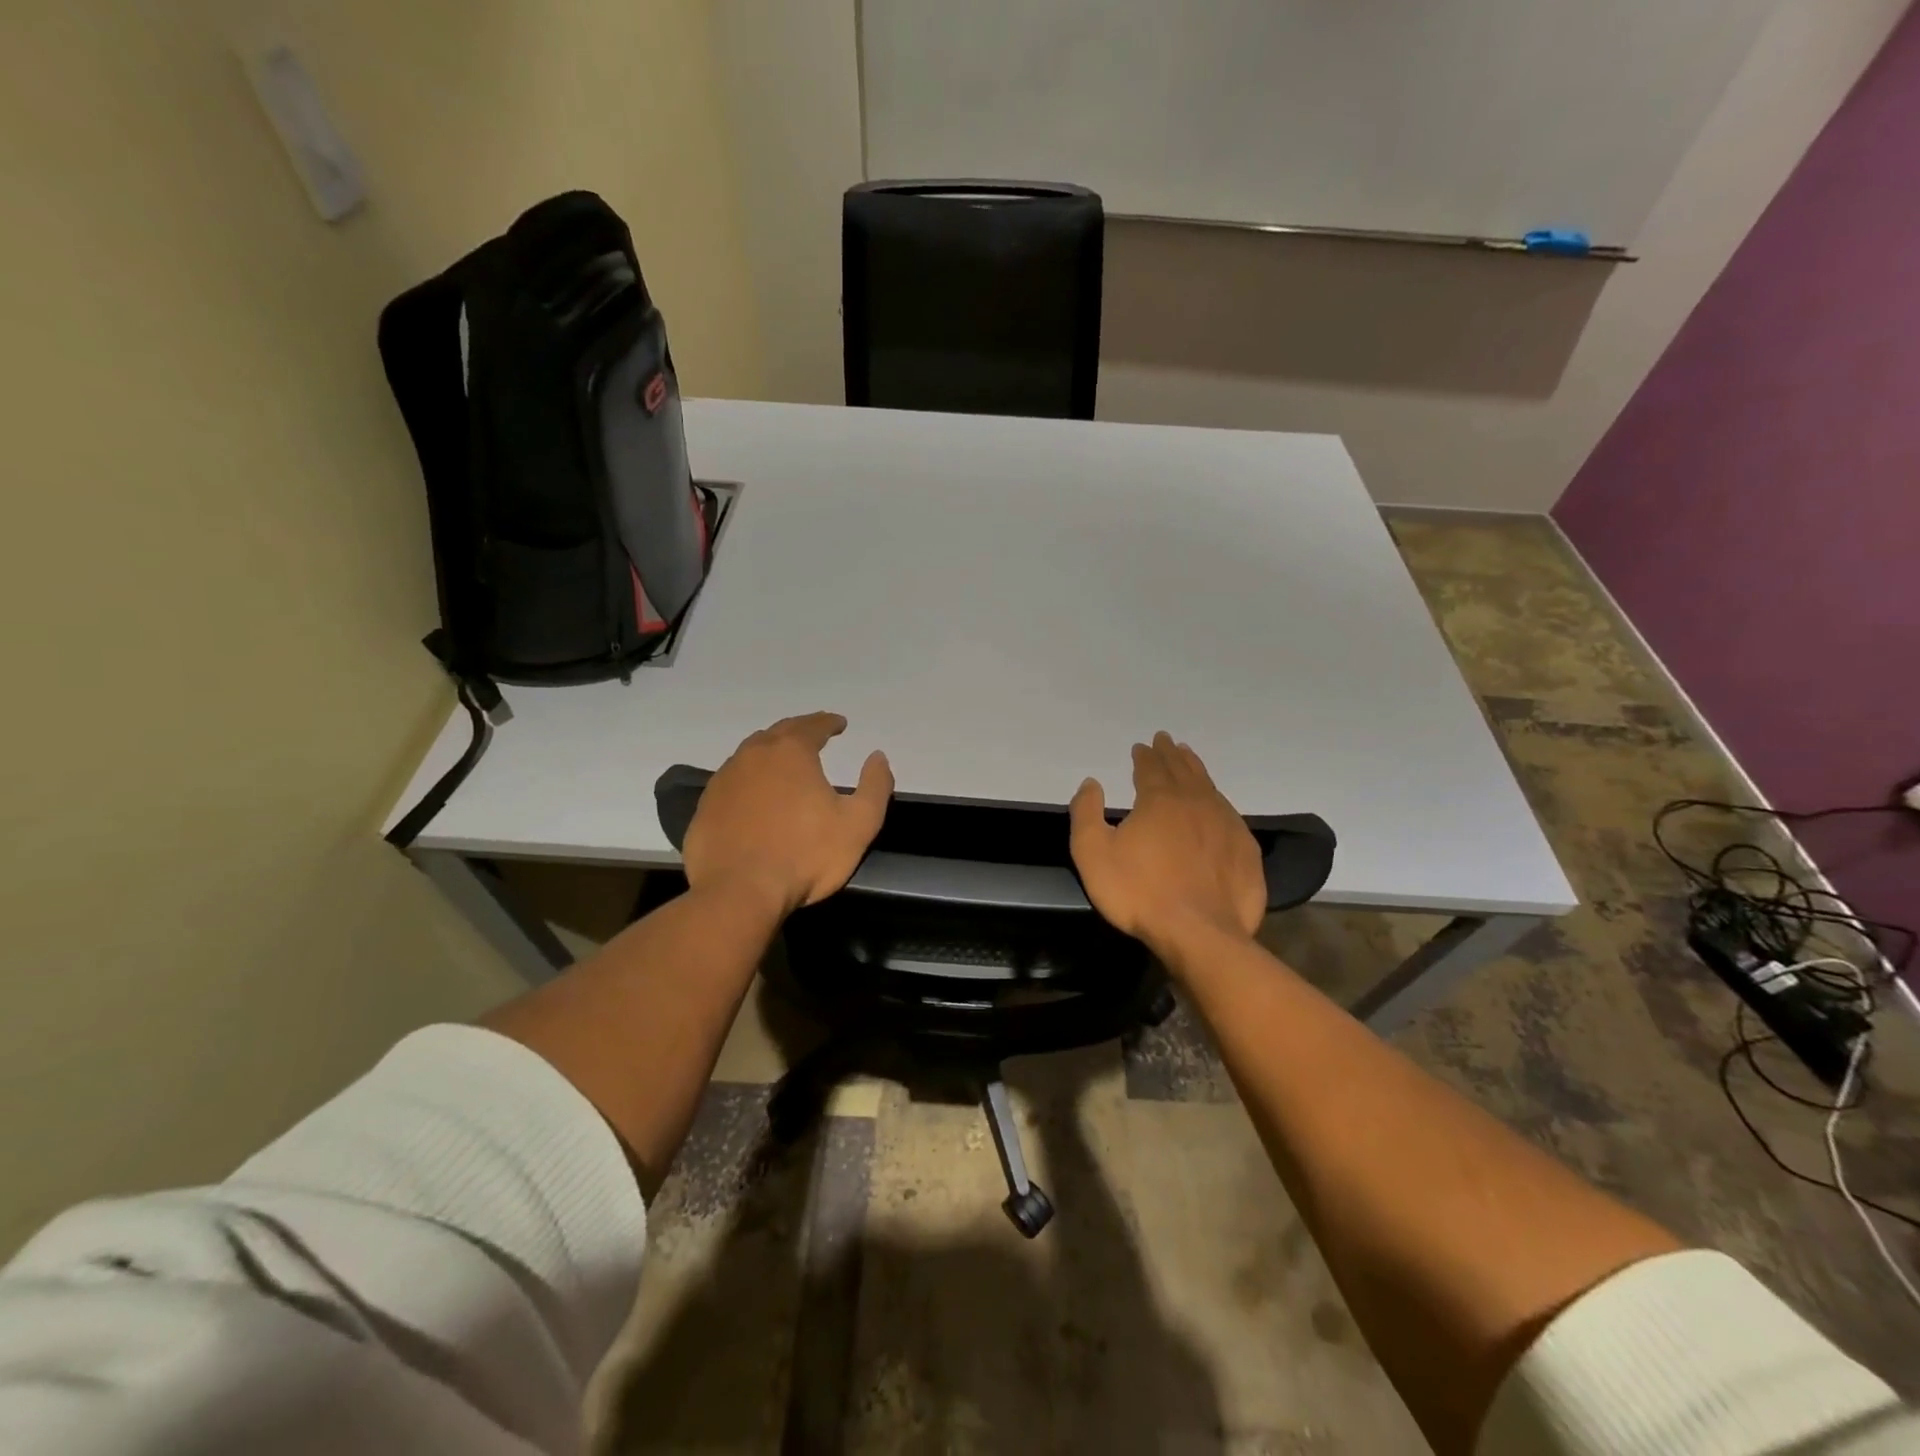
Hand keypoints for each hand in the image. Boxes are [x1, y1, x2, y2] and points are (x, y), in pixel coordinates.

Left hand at [683, 712, 893, 915]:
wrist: (739, 892)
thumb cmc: (805, 855)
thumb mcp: (859, 823)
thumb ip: (875, 786)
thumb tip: (878, 757)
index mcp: (791, 752)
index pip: (813, 725)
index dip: (829, 722)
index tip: (840, 723)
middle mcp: (753, 755)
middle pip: (779, 732)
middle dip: (800, 729)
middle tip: (814, 733)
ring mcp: (724, 780)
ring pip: (751, 754)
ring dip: (771, 751)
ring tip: (784, 760)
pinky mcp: (706, 807)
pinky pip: (732, 781)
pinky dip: (749, 778)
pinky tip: (755, 793)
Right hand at [1069, 732, 1265, 954]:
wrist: (1200, 934)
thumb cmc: (1139, 892)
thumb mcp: (1093, 853)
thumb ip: (1086, 813)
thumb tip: (1091, 783)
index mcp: (1160, 800)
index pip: (1151, 767)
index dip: (1145, 755)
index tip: (1142, 746)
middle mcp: (1196, 802)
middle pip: (1183, 770)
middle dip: (1172, 754)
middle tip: (1167, 740)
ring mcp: (1226, 825)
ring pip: (1209, 787)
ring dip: (1196, 770)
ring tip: (1189, 759)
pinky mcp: (1245, 850)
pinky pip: (1229, 813)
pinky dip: (1217, 800)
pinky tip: (1216, 805)